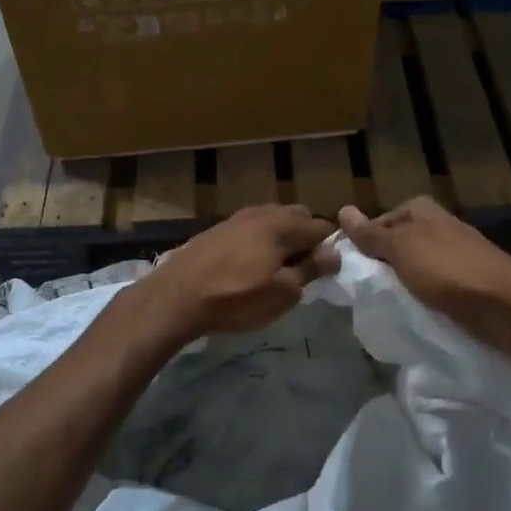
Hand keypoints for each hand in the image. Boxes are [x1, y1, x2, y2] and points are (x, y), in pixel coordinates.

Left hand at [135, 204, 339, 339]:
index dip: (329, 248)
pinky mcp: (217, 229)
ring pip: (272, 220)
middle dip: (306, 238)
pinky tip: (249, 264)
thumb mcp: (282, 293)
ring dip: (281, 238)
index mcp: (283, 225)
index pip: (322, 226)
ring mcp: (237, 218)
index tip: (322, 272)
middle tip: (300, 270)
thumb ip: (310, 270)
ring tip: (274, 269)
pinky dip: (259, 241)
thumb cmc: (236, 298)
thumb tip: (334, 253)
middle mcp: (262, 213)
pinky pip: (251, 228)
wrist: (176, 297)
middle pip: (298, 216)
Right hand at [339, 198, 510, 356]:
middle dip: (383, 263)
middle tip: (367, 288)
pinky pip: (435, 285)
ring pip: (417, 265)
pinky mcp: (470, 281)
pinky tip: (417, 310)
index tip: (351, 267)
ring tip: (388, 302)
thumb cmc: (449, 271)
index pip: (381, 220)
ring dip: (403, 282)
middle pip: (399, 242)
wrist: (508, 307)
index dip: (364, 241)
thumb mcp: (401, 249)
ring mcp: (458, 254)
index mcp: (424, 211)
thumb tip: (343, 210)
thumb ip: (372, 234)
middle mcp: (442, 226)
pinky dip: (424, 295)